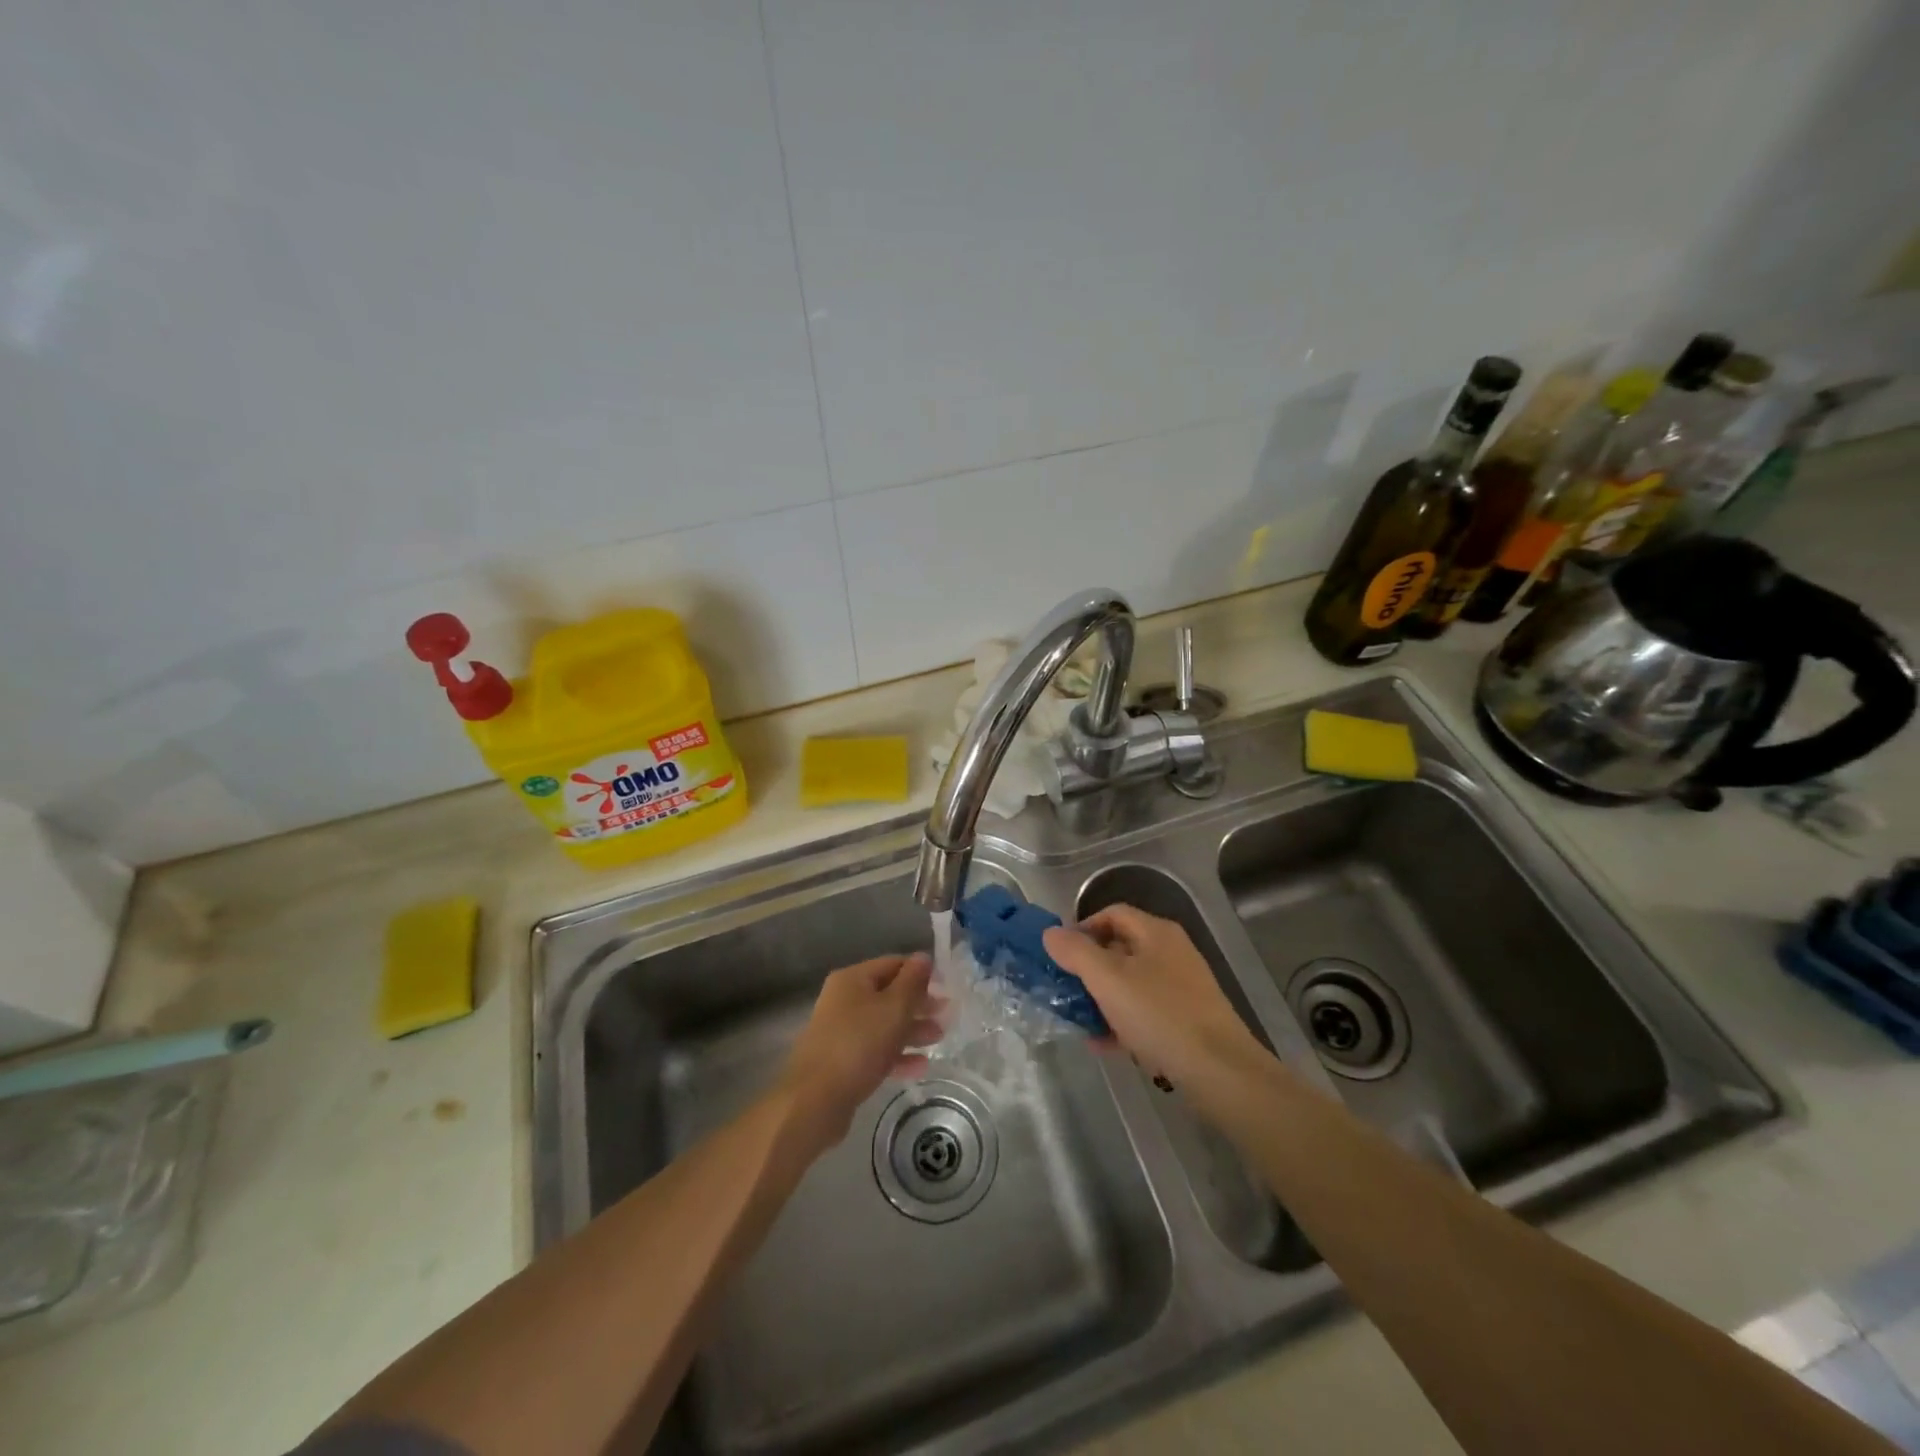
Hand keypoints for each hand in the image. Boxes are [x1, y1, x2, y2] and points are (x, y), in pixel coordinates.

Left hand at [779, 953, 942, 1153]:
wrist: (815, 1099)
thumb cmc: (858, 1044)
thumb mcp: (893, 1008)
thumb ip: (912, 982)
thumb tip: (923, 957)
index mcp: (853, 979)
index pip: (893, 964)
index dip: (921, 972)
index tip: (946, 987)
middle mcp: (844, 1000)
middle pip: (889, 994)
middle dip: (919, 1004)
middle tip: (947, 1014)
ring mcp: (841, 1032)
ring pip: (884, 1024)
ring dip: (912, 1029)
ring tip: (939, 1038)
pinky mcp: (843, 1062)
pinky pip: (876, 1051)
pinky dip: (898, 1055)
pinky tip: (921, 1066)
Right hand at [1043, 906, 1269, 1091]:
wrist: (1220, 1071)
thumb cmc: (1159, 1014)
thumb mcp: (1108, 979)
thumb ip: (1075, 952)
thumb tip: (1051, 933)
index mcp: (1156, 932)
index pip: (1111, 913)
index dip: (1082, 928)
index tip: (1060, 955)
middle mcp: (1171, 952)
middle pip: (1120, 948)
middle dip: (1089, 968)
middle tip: (1065, 989)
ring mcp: (1183, 987)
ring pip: (1131, 983)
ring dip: (1102, 998)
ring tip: (1079, 1020)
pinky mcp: (1188, 1019)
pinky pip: (1146, 1011)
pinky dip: (1123, 1021)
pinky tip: (1104, 1044)